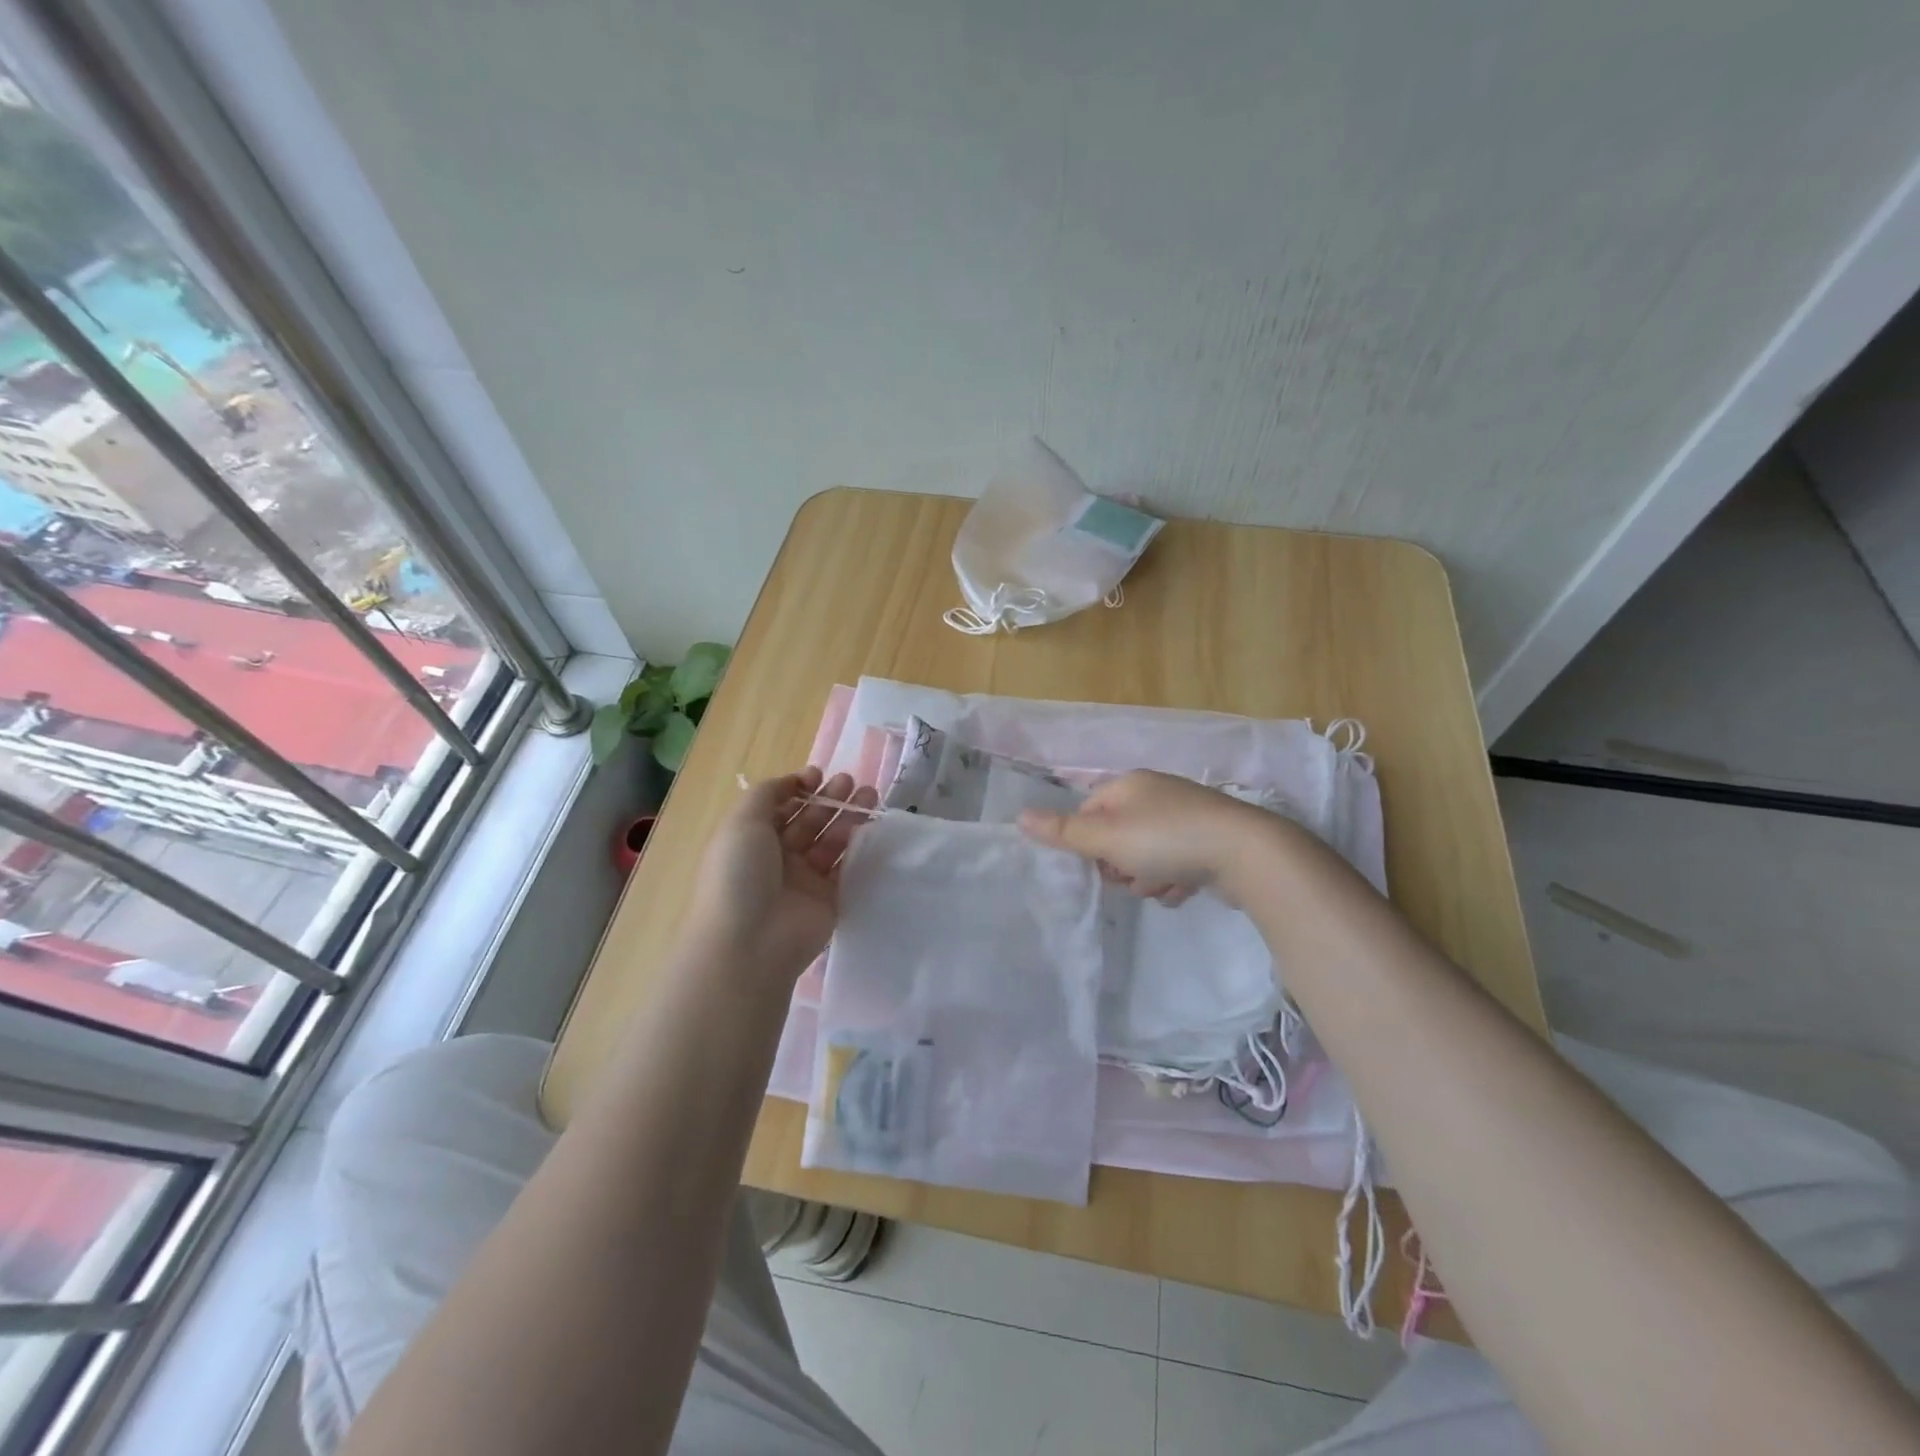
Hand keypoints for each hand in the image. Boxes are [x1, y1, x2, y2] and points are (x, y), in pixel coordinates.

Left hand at [686, 767, 876, 981]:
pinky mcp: (829, 897)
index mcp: (751, 838)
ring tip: (869, 795)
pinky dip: (857, 846)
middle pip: (808, 820)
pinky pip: (845, 866)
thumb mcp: (742, 822)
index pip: (779, 807)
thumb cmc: (739, 875)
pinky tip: (869, 827)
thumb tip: (794, 782)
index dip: (798, 788)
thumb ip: (768, 793)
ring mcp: (804, 878)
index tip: (818, 775)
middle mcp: (777, 857)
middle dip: (828, 798)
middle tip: (850, 781)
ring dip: (847, 816)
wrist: (751, 942)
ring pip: (830, 840)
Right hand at [1018, 769, 1276, 905]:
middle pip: (1116, 837)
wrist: (1246, 854)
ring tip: (1163, 886)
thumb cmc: (1166, 840)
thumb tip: (1018, 816)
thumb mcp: (1107, 837)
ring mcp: (1186, 817)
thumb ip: (1063, 831)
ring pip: (1145, 856)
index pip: (1088, 812)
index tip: (1097, 863)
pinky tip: (1184, 889)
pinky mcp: (1209, 841)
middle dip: (1120, 865)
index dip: (1086, 842)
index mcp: (1129, 785)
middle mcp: (1156, 794)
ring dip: (1147, 878)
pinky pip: (1176, 865)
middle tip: (1132, 876)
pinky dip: (1174, 881)